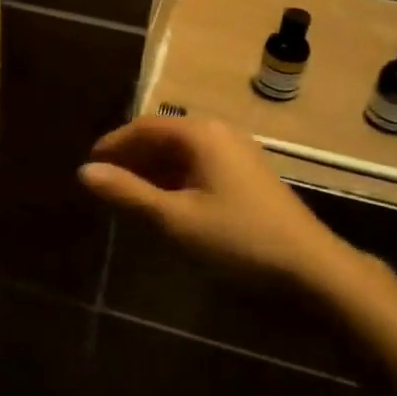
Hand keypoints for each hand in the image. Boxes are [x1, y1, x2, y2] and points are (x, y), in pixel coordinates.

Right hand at [80, 115, 347, 278]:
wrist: (312, 268)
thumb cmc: (238, 239)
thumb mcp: (175, 219)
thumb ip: (128, 194)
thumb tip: (85, 172)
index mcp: (200, 134)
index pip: (145, 127)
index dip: (114, 143)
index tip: (90, 164)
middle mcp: (219, 132)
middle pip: (164, 135)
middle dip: (133, 156)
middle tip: (107, 182)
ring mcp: (238, 152)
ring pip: (183, 151)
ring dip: (154, 169)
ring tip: (130, 195)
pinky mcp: (248, 174)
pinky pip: (200, 164)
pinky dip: (176, 178)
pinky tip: (167, 203)